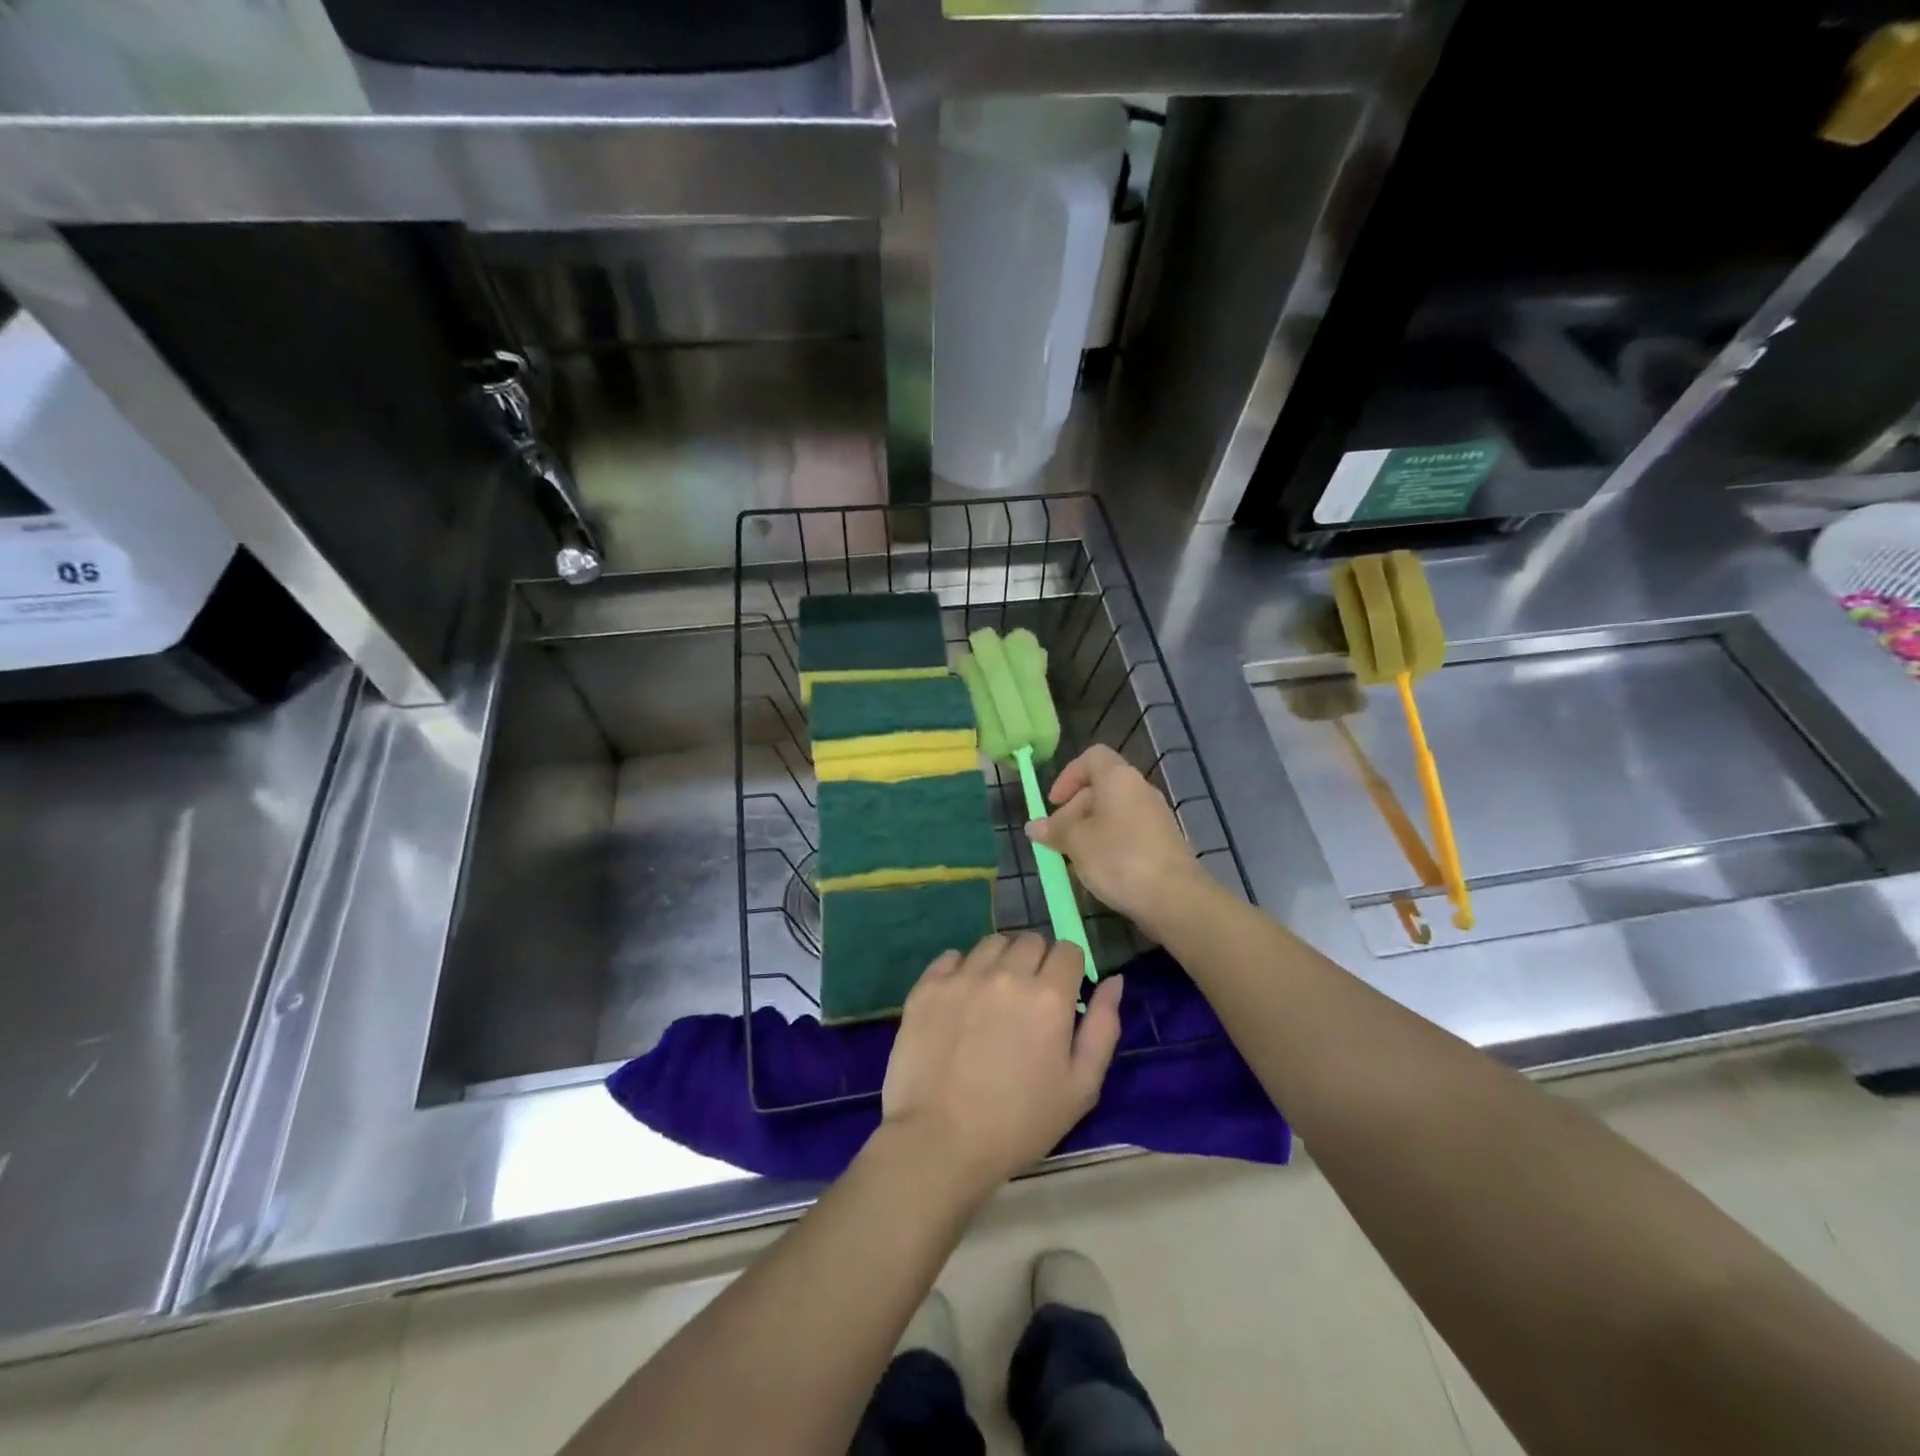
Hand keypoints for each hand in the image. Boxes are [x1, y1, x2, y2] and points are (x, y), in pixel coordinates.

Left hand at [880, 933, 1122, 1198]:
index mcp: (1049, 995)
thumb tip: (1114, 981)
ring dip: (1000, 961)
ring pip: (992, 943)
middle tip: (1029, 999)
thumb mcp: (1081, 1087)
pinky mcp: (928, 986)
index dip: (1070, 969)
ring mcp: (963, 976)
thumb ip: (1103, 1027)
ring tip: (994, 997)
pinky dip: (961, 970)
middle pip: (1030, 940)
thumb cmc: (1020, 1123)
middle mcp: (1006, 973)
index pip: (1068, 950)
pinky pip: (951, 957)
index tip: (1063, 994)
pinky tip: (961, 1000)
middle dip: (1037, 961)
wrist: (940, 1142)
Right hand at [1027, 745, 1209, 936]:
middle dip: (1073, 810)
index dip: (1068, 776)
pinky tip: (1097, 871)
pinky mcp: (1162, 842)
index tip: (1053, 803)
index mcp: (1118, 778)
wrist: (1175, 897)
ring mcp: (1155, 816)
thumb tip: (1033, 826)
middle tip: (1056, 840)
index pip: (1091, 757)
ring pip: (1112, 813)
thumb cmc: (1119, 858)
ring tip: (1072, 859)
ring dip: (1088, 831)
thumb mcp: (1076, 843)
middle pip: (1100, 787)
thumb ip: (1054, 831)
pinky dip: (1108, 844)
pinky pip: (1127, 832)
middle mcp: (1139, 789)